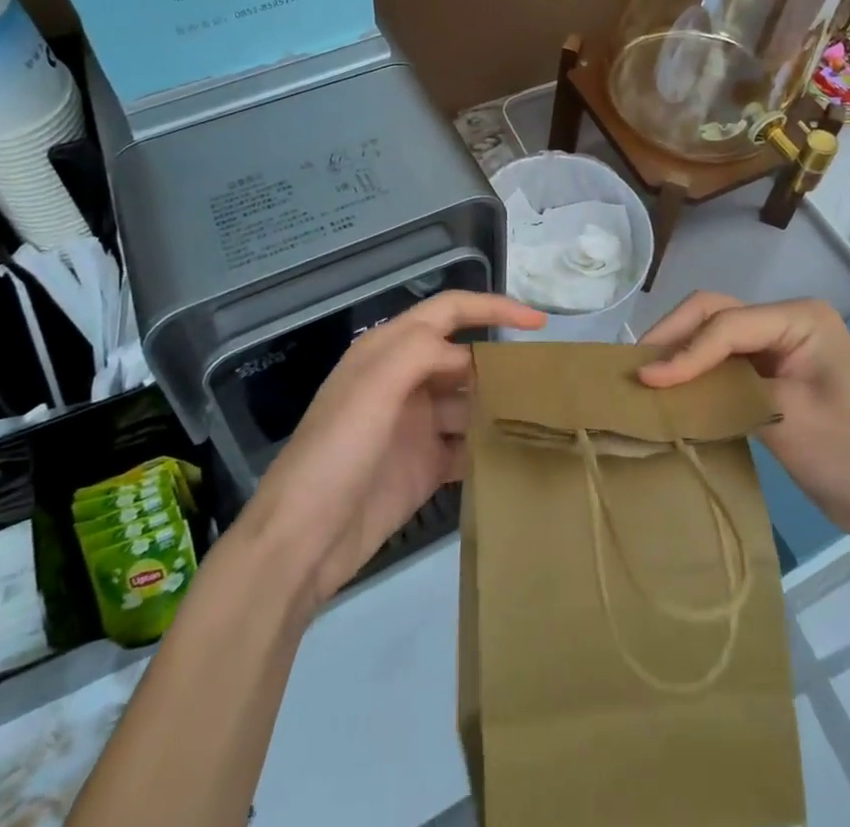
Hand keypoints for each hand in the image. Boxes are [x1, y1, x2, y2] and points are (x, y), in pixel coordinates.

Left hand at [242, 291, 543, 609]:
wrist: (302, 542)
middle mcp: (404, 381)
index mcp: (388, 351)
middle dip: (500, 362)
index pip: (449, 312)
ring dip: (499, 405)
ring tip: (544, 415)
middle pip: (463, 357)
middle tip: (546, 379)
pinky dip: (490, 445)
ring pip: (469, 402)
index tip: (539, 324)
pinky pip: (466, 445)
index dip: (493, 307)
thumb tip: (469, 357)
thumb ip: (422, 351)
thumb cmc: (337, 451)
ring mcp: (415, 425)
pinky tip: (519, 452)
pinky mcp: (424, 467)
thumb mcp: (374, 386)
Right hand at [637, 293, 849, 546]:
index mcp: (800, 317)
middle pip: (715, 314)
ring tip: (645, 374)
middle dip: (674, 337)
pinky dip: (696, 371)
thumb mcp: (786, 417)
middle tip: (635, 366)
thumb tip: (659, 383)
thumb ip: (724, 390)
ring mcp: (778, 346)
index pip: (727, 325)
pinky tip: (672, 389)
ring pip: (714, 334)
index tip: (647, 381)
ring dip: (680, 351)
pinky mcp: (771, 373)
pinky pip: (723, 361)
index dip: (685, 351)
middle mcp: (786, 320)